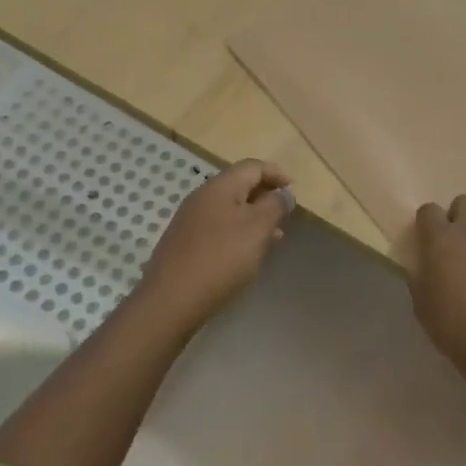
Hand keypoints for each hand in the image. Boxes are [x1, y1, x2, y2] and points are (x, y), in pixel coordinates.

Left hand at [137, 160, 293, 328]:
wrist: (171, 299)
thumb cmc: (221, 257)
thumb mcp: (257, 228)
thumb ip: (275, 206)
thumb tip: (283, 193)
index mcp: (220, 186)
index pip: (252, 166)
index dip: (276, 174)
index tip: (294, 190)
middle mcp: (202, 196)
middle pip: (239, 185)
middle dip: (266, 196)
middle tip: (286, 215)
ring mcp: (190, 220)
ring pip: (229, 209)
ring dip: (254, 217)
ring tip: (274, 237)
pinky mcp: (185, 242)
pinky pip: (218, 227)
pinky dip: (238, 232)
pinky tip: (247, 253)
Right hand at [409, 196, 465, 375]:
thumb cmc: (453, 325)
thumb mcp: (421, 302)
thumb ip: (420, 274)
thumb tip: (423, 264)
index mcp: (441, 239)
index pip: (429, 210)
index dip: (426, 222)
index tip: (426, 239)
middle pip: (465, 202)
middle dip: (458, 216)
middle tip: (455, 242)